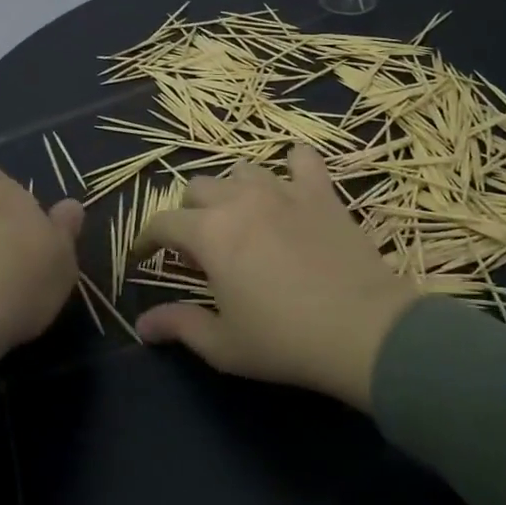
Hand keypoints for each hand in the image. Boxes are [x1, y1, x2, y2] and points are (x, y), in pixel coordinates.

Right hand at [130, 146, 417, 409]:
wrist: (362, 329)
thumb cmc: (285, 341)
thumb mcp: (223, 345)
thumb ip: (179, 326)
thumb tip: (142, 326)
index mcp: (209, 233)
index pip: (163, 222)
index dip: (146, 238)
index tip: (144, 256)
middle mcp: (240, 200)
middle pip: (198, 188)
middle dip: (189, 213)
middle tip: (199, 247)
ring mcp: (283, 190)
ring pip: (242, 170)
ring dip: (232, 190)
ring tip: (241, 217)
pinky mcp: (320, 192)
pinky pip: (301, 159)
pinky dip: (291, 165)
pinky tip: (291, 182)